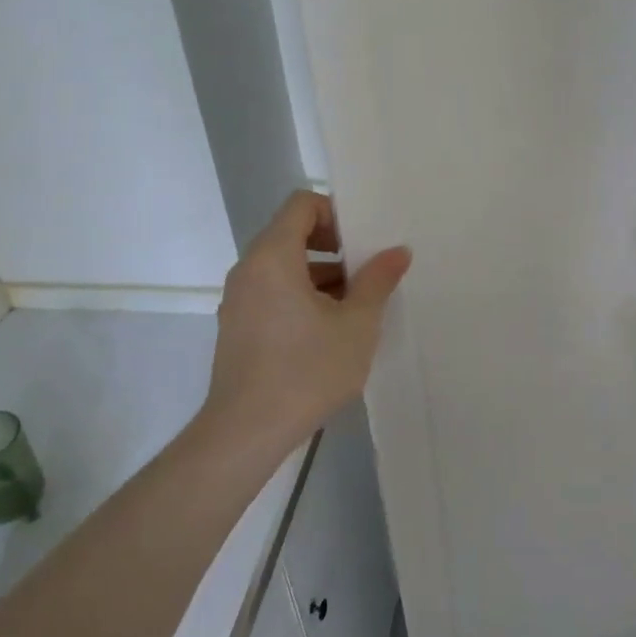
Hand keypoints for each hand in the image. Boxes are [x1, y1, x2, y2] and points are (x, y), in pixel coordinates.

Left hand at [203, 191, 410, 452]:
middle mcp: (248, 269)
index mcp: (272, 256)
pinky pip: (272, 292)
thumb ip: (378, 280)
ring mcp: (238, 299)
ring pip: (284, 267)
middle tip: (366, 273)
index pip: (301, 204)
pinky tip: (329, 331)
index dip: (335, 213)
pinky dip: (301, 296)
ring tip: (355, 307)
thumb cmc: (306, 370)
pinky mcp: (237, 327)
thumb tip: (398, 251)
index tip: (361, 243)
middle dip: (334, 247)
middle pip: (292, 233)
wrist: (246, 432)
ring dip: (321, 275)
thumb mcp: (357, 324)